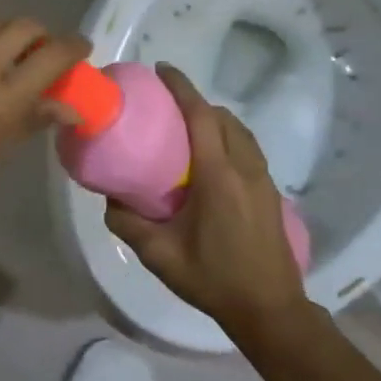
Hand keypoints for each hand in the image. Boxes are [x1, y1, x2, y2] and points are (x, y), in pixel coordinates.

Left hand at [0, 10, 89, 230]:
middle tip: (44, 54)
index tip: (81, 51)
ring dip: (10, 29)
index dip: (74, 48)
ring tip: (9, 47)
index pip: (53, 57)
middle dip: (44, 36)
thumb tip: (66, 108)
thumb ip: (28, 123)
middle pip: (26, 28)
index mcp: (4, 101)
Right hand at [104, 64, 315, 335]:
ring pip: (240, 131)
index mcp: (218, 176)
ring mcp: (263, 180)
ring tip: (187, 127)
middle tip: (166, 105)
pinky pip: (249, 148)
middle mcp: (244, 169)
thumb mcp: (159, 255)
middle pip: (222, 117)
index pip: (201, 117)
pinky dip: (228, 137)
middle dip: (196, 101)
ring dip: (214, 119)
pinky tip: (211, 158)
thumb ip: (128, 224)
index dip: (182, 88)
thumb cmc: (213, 279)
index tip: (162, 70)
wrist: (270, 310)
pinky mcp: (271, 193)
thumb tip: (110, 199)